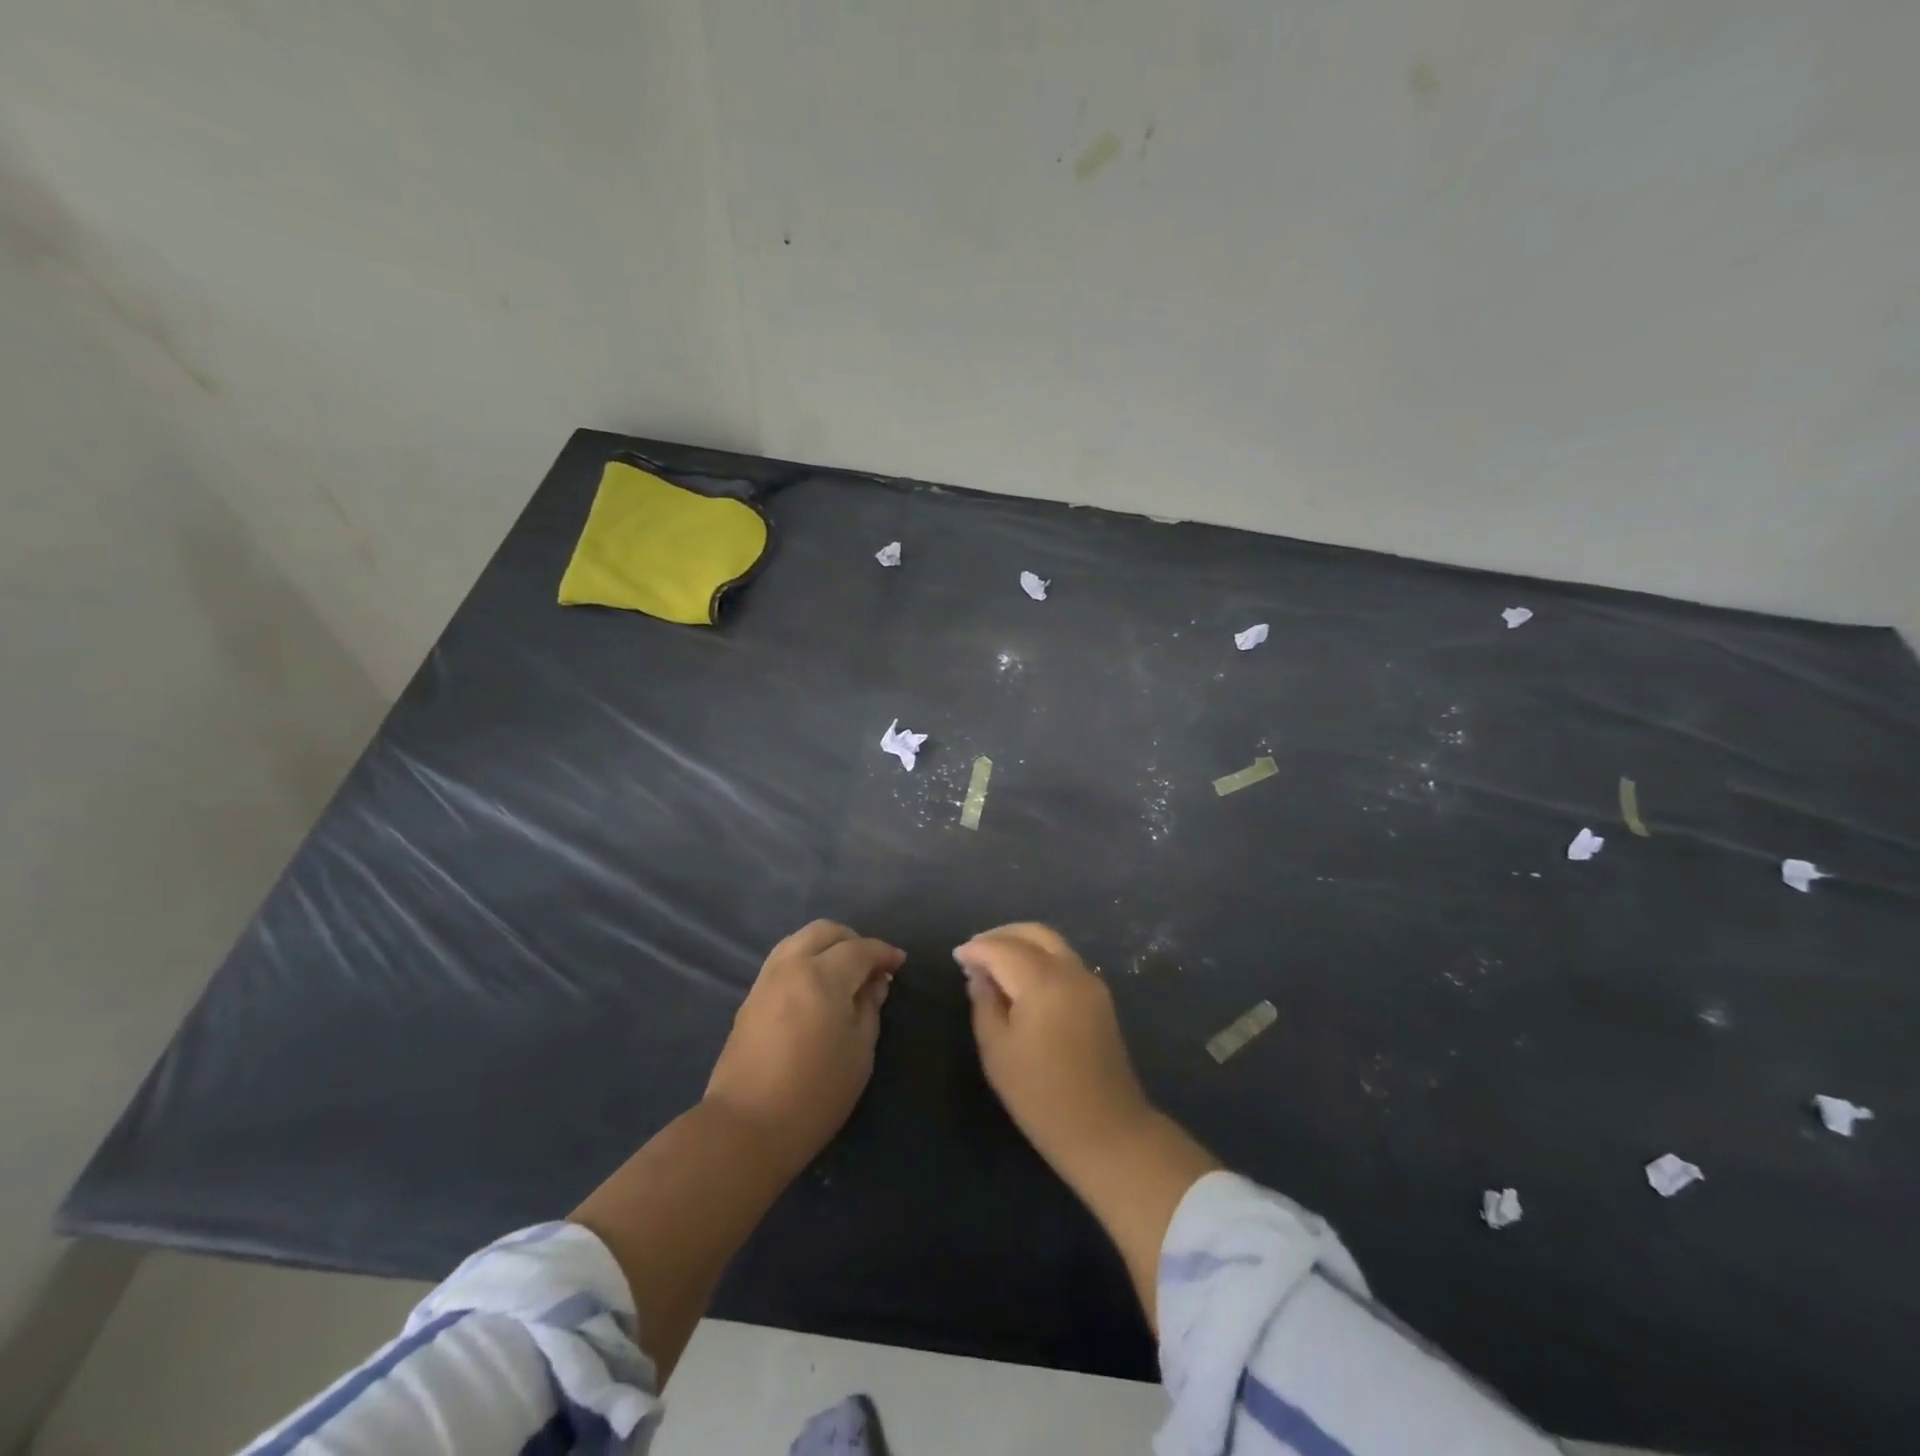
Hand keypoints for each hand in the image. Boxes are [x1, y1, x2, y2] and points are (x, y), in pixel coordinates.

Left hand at [704, 920, 904, 1175]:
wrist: (747, 1127)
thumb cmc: (815, 1093)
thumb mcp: (860, 1052)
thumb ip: (869, 1008)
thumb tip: (875, 983)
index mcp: (822, 976)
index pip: (860, 949)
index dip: (884, 953)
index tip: (900, 963)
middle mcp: (791, 966)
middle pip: (824, 931)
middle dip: (853, 940)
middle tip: (871, 966)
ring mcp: (766, 980)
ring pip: (799, 940)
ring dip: (826, 946)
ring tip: (844, 973)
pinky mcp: (750, 998)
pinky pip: (783, 960)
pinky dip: (806, 959)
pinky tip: (817, 986)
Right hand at [957, 923, 1219, 1330]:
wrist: (1107, 1131)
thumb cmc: (1042, 1097)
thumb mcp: (997, 1052)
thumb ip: (984, 1004)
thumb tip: (979, 976)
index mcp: (1043, 981)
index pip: (1003, 948)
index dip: (977, 948)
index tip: (957, 956)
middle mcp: (1071, 971)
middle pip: (1034, 933)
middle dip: (1001, 935)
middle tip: (975, 951)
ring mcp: (1090, 982)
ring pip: (1053, 943)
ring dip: (1022, 943)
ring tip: (995, 963)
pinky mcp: (1100, 997)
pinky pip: (1065, 960)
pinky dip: (1040, 957)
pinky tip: (1022, 979)